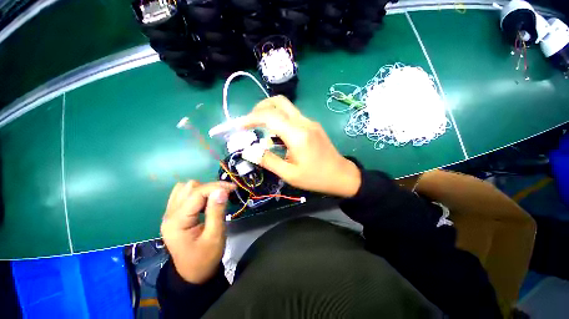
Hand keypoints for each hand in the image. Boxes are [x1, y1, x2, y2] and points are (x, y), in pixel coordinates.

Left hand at [161, 180, 235, 283]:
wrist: (193, 274)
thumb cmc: (205, 258)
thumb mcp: (215, 236)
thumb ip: (217, 212)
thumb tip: (222, 190)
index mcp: (177, 221)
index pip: (197, 193)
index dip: (216, 187)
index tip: (233, 188)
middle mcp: (169, 214)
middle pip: (190, 187)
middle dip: (211, 188)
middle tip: (226, 194)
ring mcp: (170, 214)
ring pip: (185, 188)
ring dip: (203, 189)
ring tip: (216, 197)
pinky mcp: (174, 215)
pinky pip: (183, 194)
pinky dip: (197, 193)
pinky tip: (205, 201)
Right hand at [238, 95, 360, 197]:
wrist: (341, 175)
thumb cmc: (315, 177)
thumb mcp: (289, 174)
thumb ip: (268, 161)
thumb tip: (249, 151)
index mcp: (298, 134)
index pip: (270, 116)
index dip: (251, 118)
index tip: (239, 126)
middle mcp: (304, 122)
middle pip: (279, 102)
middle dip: (260, 108)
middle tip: (250, 122)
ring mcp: (310, 122)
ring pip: (286, 107)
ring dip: (270, 113)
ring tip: (261, 129)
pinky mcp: (312, 125)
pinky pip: (292, 116)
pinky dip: (280, 120)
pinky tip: (277, 135)